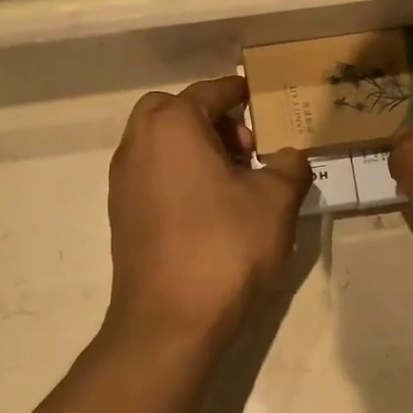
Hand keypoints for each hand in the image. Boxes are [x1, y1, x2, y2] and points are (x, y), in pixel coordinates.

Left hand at [106, 77, 311, 348]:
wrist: (170, 321)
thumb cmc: (226, 248)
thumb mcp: (276, 202)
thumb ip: (289, 166)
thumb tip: (290, 157)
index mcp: (172, 127)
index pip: (209, 92)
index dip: (238, 91)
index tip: (260, 97)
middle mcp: (138, 145)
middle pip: (172, 111)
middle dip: (209, 117)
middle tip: (244, 147)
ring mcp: (123, 183)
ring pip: (158, 144)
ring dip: (193, 147)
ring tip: (233, 181)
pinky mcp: (122, 216)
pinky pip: (152, 175)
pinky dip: (178, 174)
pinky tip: (210, 209)